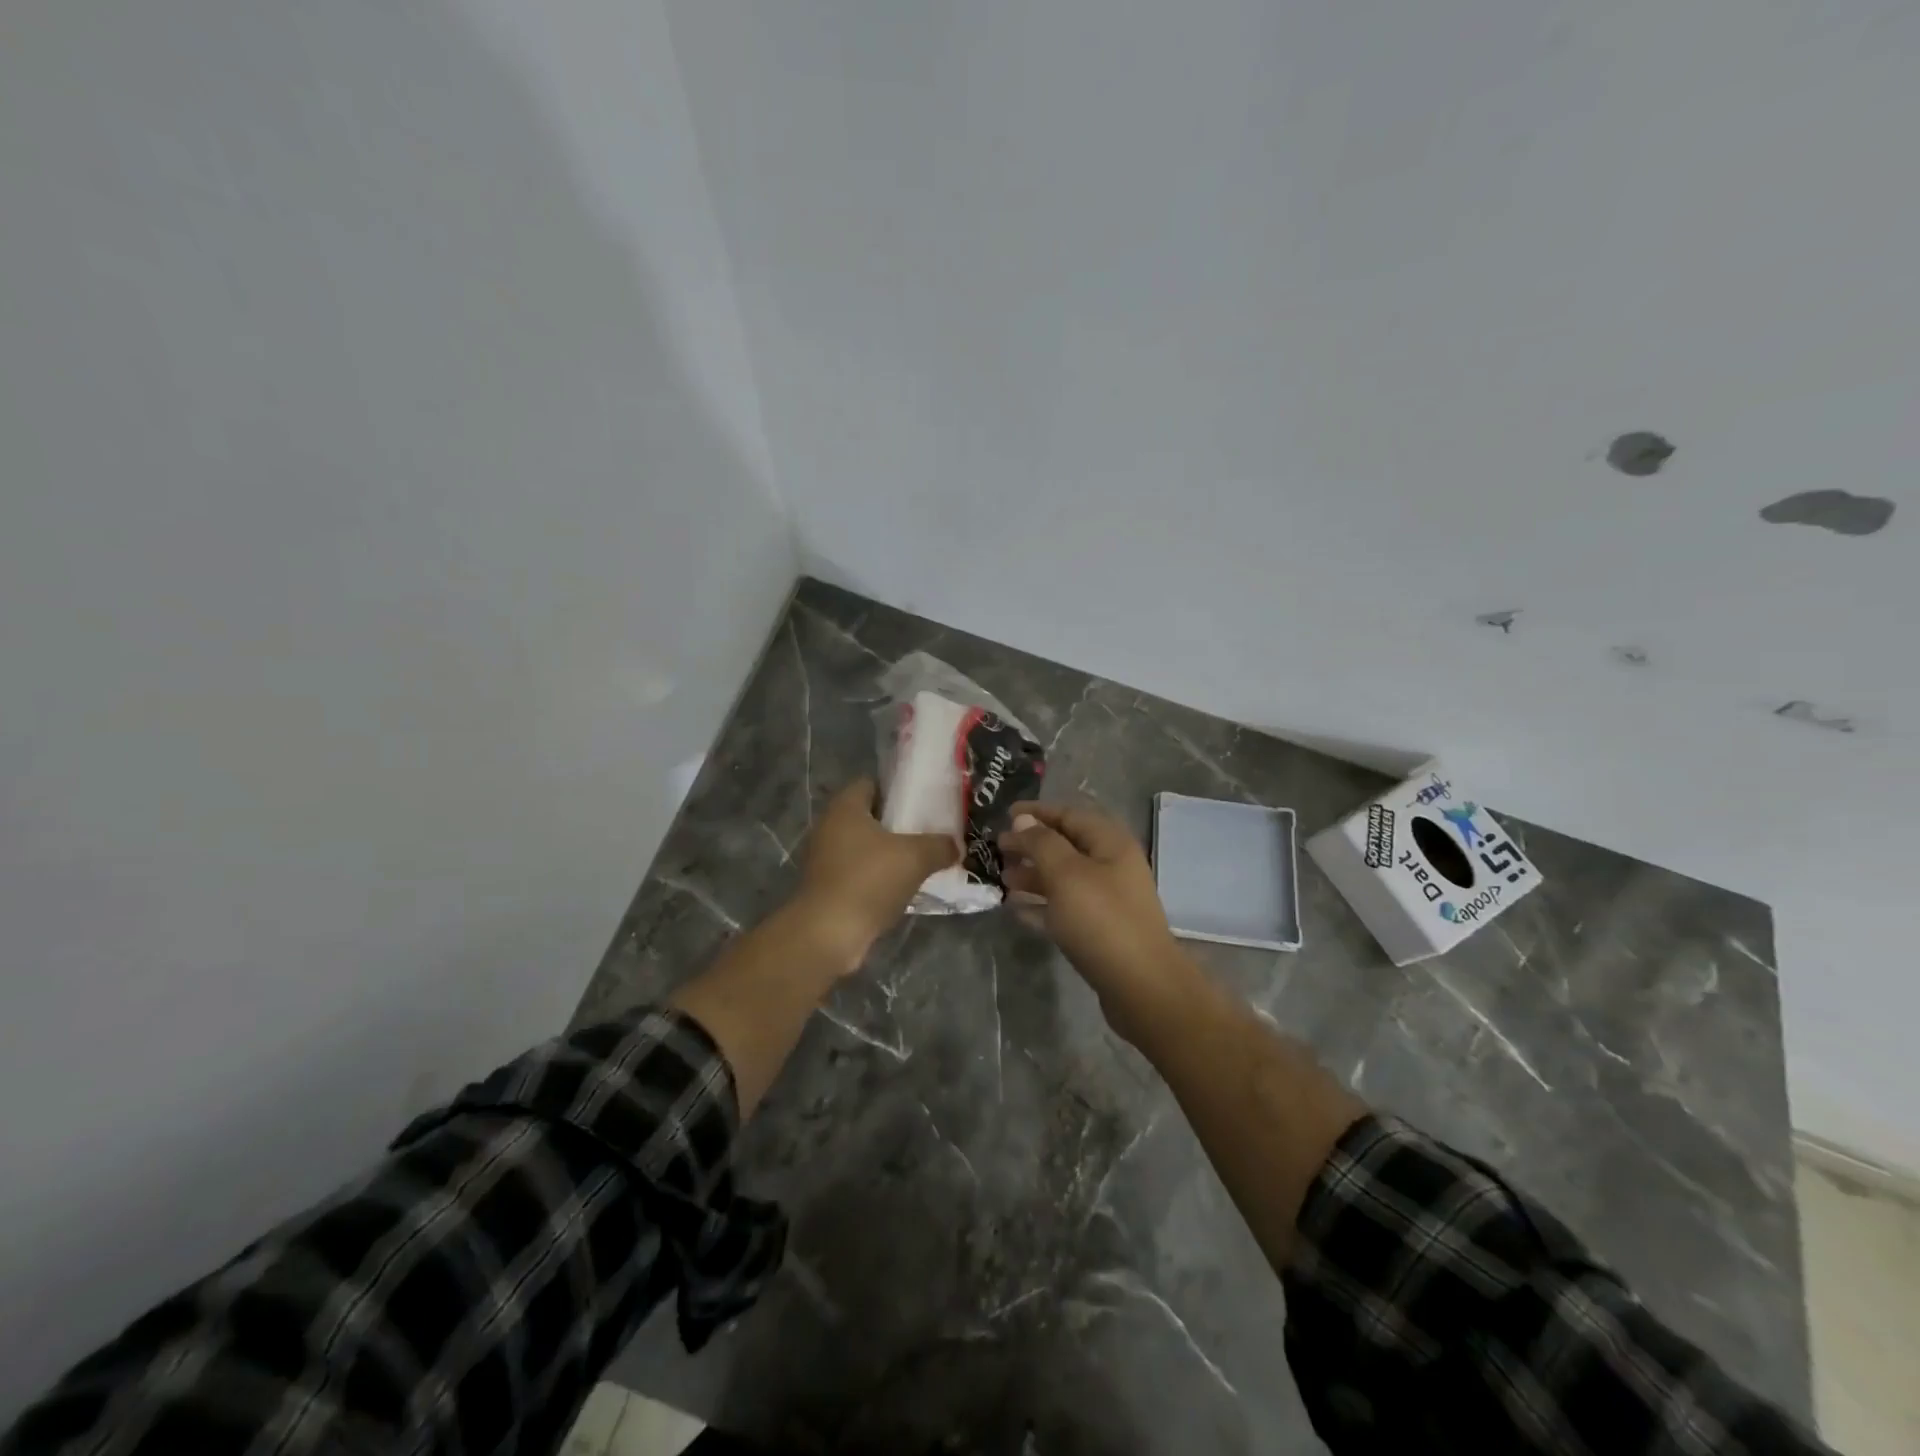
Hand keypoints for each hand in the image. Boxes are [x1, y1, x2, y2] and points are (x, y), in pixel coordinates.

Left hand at [793, 779, 957, 971]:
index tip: (923, 801)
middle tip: (928, 832)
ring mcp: (824, 859)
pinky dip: (877, 878)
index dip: (897, 789)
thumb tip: (955, 846)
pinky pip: (858, 873)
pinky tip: (901, 889)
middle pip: (869, 816)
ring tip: (920, 861)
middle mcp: (829, 827)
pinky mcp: (826, 887)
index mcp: (845, 807)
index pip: (871, 783)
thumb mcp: (916, 858)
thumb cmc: (869, 881)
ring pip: (864, 847)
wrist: (828, 934)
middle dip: (897, 824)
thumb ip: (940, 846)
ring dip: (888, 853)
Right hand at [998, 801, 1201, 1041]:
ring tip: (1003, 879)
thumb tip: (1023, 820)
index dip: (1037, 813)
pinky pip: (1065, 909)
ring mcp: (1108, 901)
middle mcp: (1112, 867)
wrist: (1141, 987)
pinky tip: (1016, 910)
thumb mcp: (1066, 873)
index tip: (1005, 815)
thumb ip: (1041, 842)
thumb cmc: (1101, 920)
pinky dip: (1041, 906)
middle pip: (1066, 846)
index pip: (1070, 815)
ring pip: (1064, 879)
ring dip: (1033, 876)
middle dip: (1031, 846)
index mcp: (1110, 844)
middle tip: (998, 850)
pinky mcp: (1100, 931)